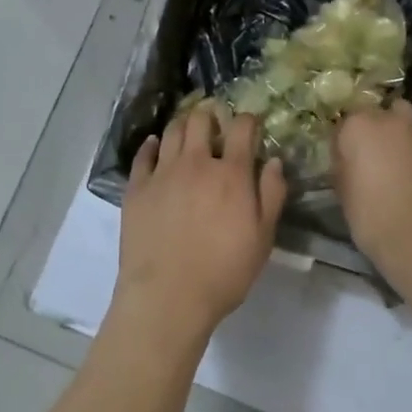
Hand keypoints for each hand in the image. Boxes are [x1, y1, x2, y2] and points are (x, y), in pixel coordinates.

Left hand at [115, 107, 285, 348]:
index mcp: (231, 173)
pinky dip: (151, 145)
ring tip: (188, 130)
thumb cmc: (223, 271)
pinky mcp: (137, 187)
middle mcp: (196, 163)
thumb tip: (274, 161)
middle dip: (211, 115)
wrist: (167, 296)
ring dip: (183, 124)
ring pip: (171, 131)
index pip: (242, 128)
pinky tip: (155, 146)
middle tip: (215, 124)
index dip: (248, 120)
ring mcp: (162, 172)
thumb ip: (272, 195)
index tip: (250, 124)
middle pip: (201, 120)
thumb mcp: (263, 238)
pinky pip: (143, 155)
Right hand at [333, 100, 411, 276]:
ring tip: (390, 161)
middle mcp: (390, 120)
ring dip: (396, 134)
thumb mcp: (342, 189)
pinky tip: (409, 176)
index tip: (341, 157)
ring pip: (403, 121)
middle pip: (377, 112)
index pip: (344, 120)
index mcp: (359, 125)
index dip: (342, 139)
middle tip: (367, 154)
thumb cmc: (371, 215)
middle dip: (372, 127)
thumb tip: (346, 156)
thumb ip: (342, 163)